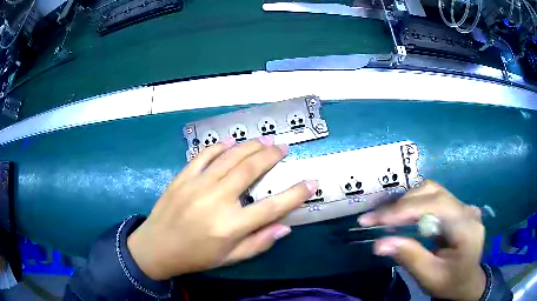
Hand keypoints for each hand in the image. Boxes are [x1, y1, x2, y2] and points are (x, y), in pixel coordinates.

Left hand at [127, 136, 316, 279]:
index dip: (295, 194)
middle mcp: (216, 201)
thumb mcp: (230, 258)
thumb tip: (286, 226)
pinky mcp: (182, 178)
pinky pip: (203, 155)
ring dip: (249, 146)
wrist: (156, 247)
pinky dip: (218, 146)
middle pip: (250, 171)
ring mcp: (197, 185)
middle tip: (282, 147)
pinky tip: (230, 141)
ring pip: (229, 158)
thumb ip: (259, 243)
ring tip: (264, 140)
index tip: (311, 181)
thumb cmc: (196, 256)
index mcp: (231, 226)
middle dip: (270, 156)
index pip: (272, 207)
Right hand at [358, 180, 486, 300]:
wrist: (467, 282)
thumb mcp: (430, 277)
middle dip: (402, 204)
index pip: (437, 205)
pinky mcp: (457, 209)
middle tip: (375, 219)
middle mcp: (467, 210)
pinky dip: (414, 206)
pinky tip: (402, 218)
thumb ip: (409, 257)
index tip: (375, 219)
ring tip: (386, 219)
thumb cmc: (450, 283)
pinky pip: (433, 199)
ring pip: (432, 191)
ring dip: (407, 203)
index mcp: (467, 227)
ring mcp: (463, 207)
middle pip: (434, 192)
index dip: (406, 209)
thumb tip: (379, 244)